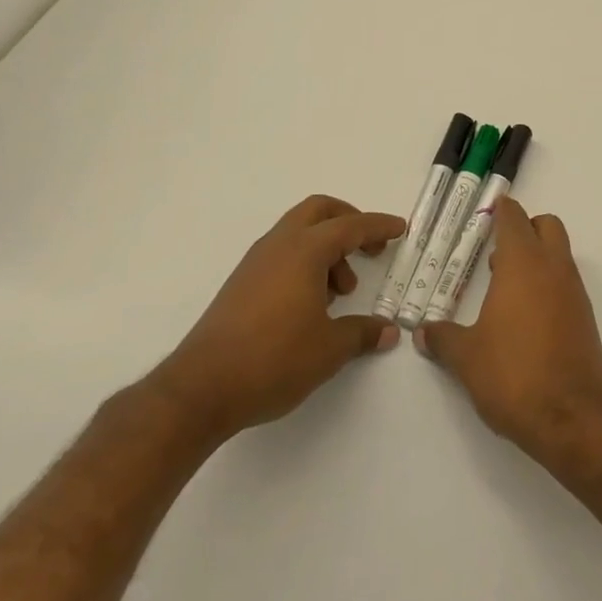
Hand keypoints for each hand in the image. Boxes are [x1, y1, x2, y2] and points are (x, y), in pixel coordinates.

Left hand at [152, 195, 404, 441]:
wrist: (201, 389)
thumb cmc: (273, 360)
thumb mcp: (329, 350)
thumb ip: (362, 334)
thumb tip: (387, 331)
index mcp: (304, 251)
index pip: (350, 225)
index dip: (378, 226)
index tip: (400, 228)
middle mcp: (279, 245)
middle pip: (319, 211)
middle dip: (349, 222)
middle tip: (370, 249)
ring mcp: (255, 262)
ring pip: (298, 232)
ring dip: (326, 248)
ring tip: (340, 292)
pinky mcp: (241, 283)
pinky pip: (282, 253)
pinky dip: (305, 262)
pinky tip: (311, 303)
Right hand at [417, 198, 601, 462]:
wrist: (574, 418)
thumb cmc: (514, 375)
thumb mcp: (467, 358)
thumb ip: (443, 339)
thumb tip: (422, 332)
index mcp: (523, 264)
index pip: (514, 218)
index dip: (500, 211)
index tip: (485, 214)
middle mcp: (554, 268)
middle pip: (546, 226)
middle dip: (524, 229)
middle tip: (495, 251)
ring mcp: (574, 293)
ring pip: (559, 254)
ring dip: (536, 258)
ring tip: (502, 289)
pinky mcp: (585, 318)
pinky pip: (566, 284)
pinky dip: (547, 285)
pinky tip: (524, 318)